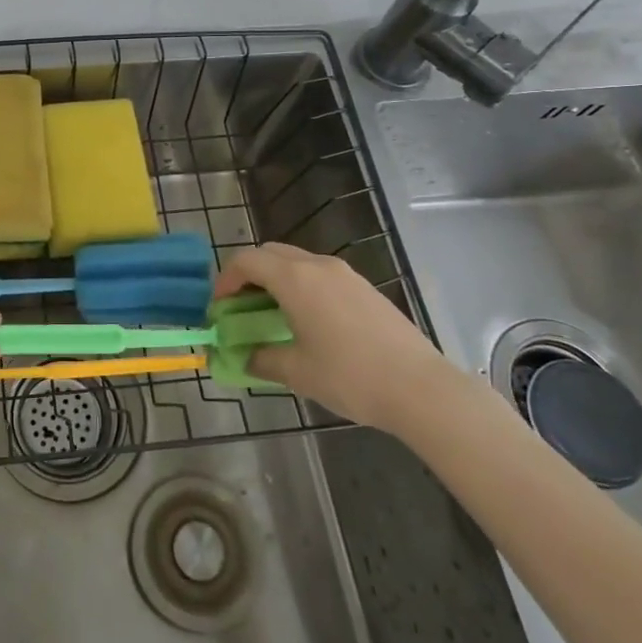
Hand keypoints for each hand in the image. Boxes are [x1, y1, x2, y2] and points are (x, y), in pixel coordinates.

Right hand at [214, 242, 446, 430]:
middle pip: (270, 253)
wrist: (422, 389)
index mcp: (295, 279)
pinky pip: (319, 275)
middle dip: (248, 275)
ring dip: (275, 280)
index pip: (246, 261)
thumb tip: (241, 356)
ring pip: (296, 262)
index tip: (219, 309)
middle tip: (241, 308)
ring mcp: (345, 274)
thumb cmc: (351, 377)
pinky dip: (301, 287)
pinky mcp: (364, 288)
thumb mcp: (297, 373)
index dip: (225, 280)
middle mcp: (318, 265)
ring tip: (272, 317)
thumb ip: (260, 358)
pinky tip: (308, 323)